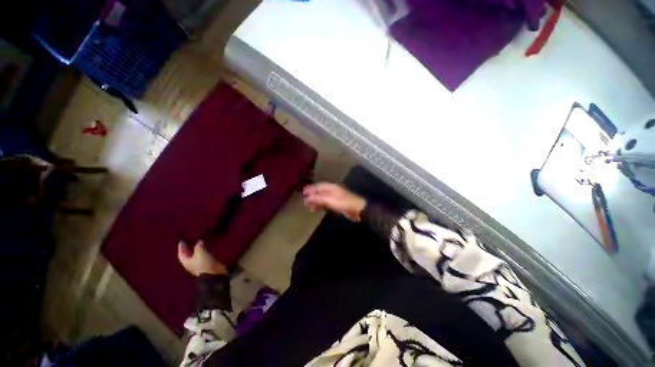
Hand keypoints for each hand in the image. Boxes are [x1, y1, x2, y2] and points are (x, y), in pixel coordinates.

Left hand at [177, 240, 227, 276]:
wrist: (214, 273)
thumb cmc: (204, 263)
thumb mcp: (200, 252)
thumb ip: (198, 246)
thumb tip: (199, 242)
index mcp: (186, 262)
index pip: (181, 254)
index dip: (181, 247)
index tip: (181, 241)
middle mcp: (191, 264)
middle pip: (187, 256)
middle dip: (188, 249)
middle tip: (189, 243)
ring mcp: (199, 265)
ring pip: (195, 256)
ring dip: (196, 251)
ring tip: (199, 244)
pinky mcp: (206, 265)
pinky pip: (203, 257)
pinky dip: (203, 253)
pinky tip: (207, 250)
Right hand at [302, 182, 366, 221]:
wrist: (358, 209)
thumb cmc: (344, 203)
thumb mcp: (330, 200)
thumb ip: (318, 198)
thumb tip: (308, 198)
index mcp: (331, 187)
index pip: (319, 186)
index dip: (311, 189)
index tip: (303, 192)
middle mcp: (333, 190)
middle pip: (320, 192)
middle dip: (312, 196)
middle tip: (305, 202)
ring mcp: (336, 197)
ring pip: (323, 198)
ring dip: (316, 202)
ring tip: (310, 208)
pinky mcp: (338, 204)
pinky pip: (327, 203)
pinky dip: (321, 206)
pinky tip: (318, 209)